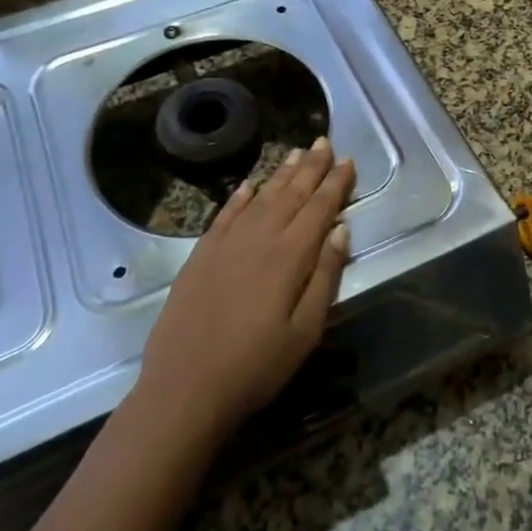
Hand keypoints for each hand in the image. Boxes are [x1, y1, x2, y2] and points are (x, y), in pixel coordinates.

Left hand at [137, 138, 355, 447]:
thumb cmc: (256, 367)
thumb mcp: (306, 331)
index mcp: (289, 256)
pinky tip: (248, 186)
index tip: (347, 160)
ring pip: (259, 198)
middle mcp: (258, 239)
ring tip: (295, 153)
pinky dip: (239, 197)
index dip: (335, 183)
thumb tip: (341, 230)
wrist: (184, 388)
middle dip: (311, 167)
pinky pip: (224, 215)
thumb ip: (325, 276)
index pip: (319, 208)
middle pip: (291, 194)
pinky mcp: (200, 256)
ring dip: (280, 175)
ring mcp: (225, 244)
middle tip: (324, 142)